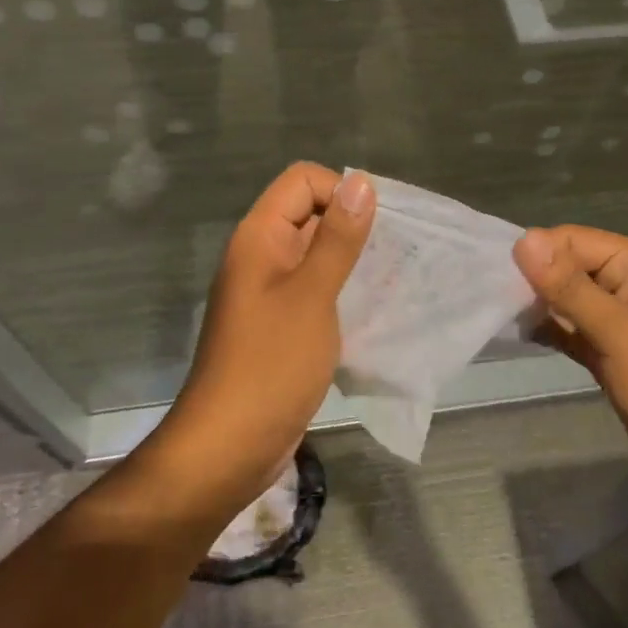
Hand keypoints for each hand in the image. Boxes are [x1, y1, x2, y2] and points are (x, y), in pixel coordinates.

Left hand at [154, 163, 375, 516]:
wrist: (230, 446)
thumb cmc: (271, 364)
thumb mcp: (312, 295)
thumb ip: (338, 238)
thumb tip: (361, 182)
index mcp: (260, 237)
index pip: (303, 181)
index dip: (341, 192)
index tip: (377, 227)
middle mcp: (262, 256)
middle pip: (312, 215)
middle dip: (355, 228)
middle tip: (397, 256)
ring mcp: (271, 293)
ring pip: (318, 256)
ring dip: (354, 263)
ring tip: (395, 282)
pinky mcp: (282, 325)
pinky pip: (318, 291)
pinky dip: (345, 293)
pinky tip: (376, 312)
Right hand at [513, 225, 627, 506]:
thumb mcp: (617, 330)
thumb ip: (568, 286)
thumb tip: (524, 238)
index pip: (571, 240)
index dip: (535, 254)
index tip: (493, 277)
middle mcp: (625, 283)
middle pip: (566, 267)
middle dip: (531, 280)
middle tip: (488, 298)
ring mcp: (618, 320)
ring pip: (566, 300)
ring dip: (535, 305)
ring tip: (494, 314)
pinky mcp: (610, 352)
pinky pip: (571, 329)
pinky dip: (548, 330)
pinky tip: (516, 333)